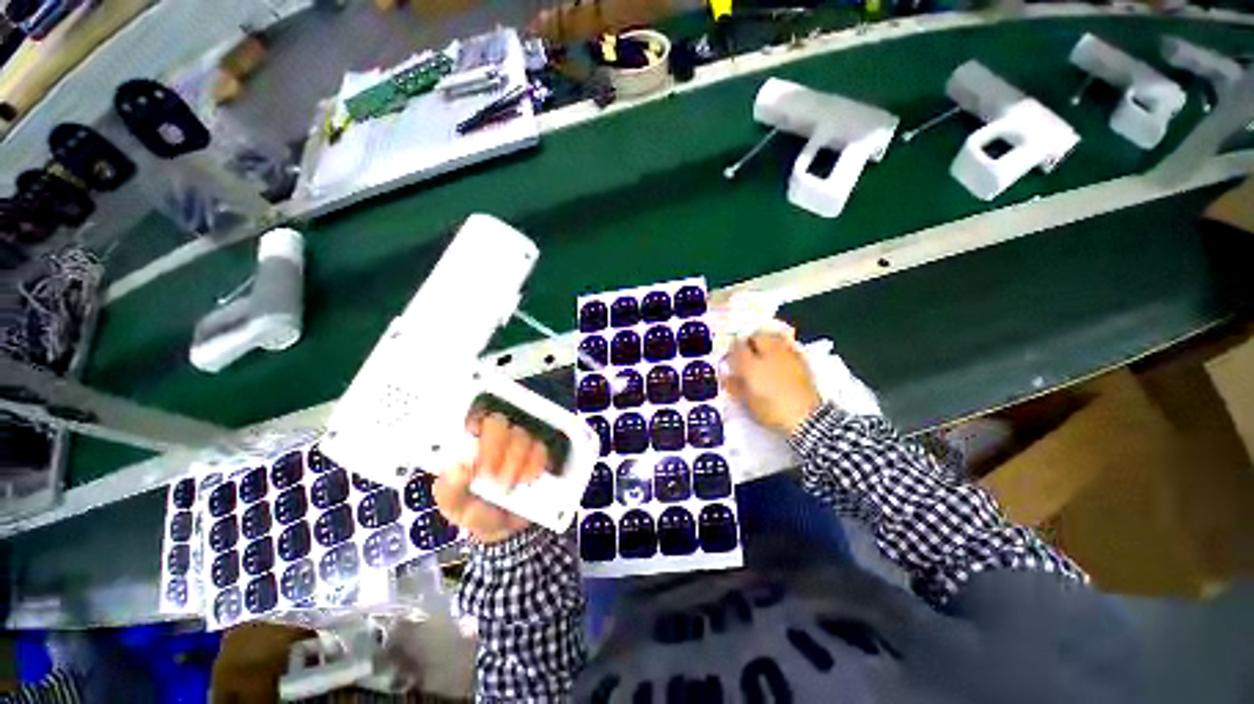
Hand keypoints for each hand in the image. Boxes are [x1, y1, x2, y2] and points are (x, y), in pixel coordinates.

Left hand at [432, 411, 548, 543]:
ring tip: (508, 485)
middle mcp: (495, 439)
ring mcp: (519, 444)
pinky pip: (541, 449)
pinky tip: (527, 480)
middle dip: (494, 447)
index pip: (471, 418)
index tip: (473, 438)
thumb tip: (458, 469)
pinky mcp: (539, 453)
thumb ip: (449, 491)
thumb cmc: (478, 511)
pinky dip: (534, 465)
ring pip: (521, 434)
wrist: (508, 529)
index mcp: (469, 445)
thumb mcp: (456, 508)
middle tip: (490, 474)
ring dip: (515, 460)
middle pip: (498, 422)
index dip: (473, 421)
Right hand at [724, 332, 822, 435]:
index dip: (731, 350)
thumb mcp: (748, 402)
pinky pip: (786, 344)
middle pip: (756, 335)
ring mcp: (786, 354)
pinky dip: (779, 346)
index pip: (737, 346)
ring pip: (773, 336)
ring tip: (762, 350)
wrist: (806, 418)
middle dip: (749, 340)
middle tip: (746, 351)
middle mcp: (768, 353)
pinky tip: (778, 357)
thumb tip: (727, 377)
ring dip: (765, 339)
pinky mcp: (801, 359)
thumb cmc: (771, 411)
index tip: (730, 357)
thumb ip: (735, 386)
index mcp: (751, 364)